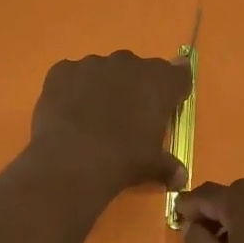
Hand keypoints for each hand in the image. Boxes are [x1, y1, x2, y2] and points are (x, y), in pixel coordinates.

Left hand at [28, 52, 191, 199]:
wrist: (72, 160)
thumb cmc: (123, 159)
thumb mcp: (152, 165)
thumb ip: (168, 166)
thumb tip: (180, 178)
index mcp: (159, 82)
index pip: (178, 75)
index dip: (173, 90)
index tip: (168, 104)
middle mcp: (128, 64)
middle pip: (138, 70)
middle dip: (135, 88)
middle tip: (127, 116)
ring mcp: (92, 64)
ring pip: (103, 70)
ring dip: (102, 87)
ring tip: (93, 117)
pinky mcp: (63, 70)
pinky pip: (72, 75)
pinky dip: (72, 89)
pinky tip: (68, 112)